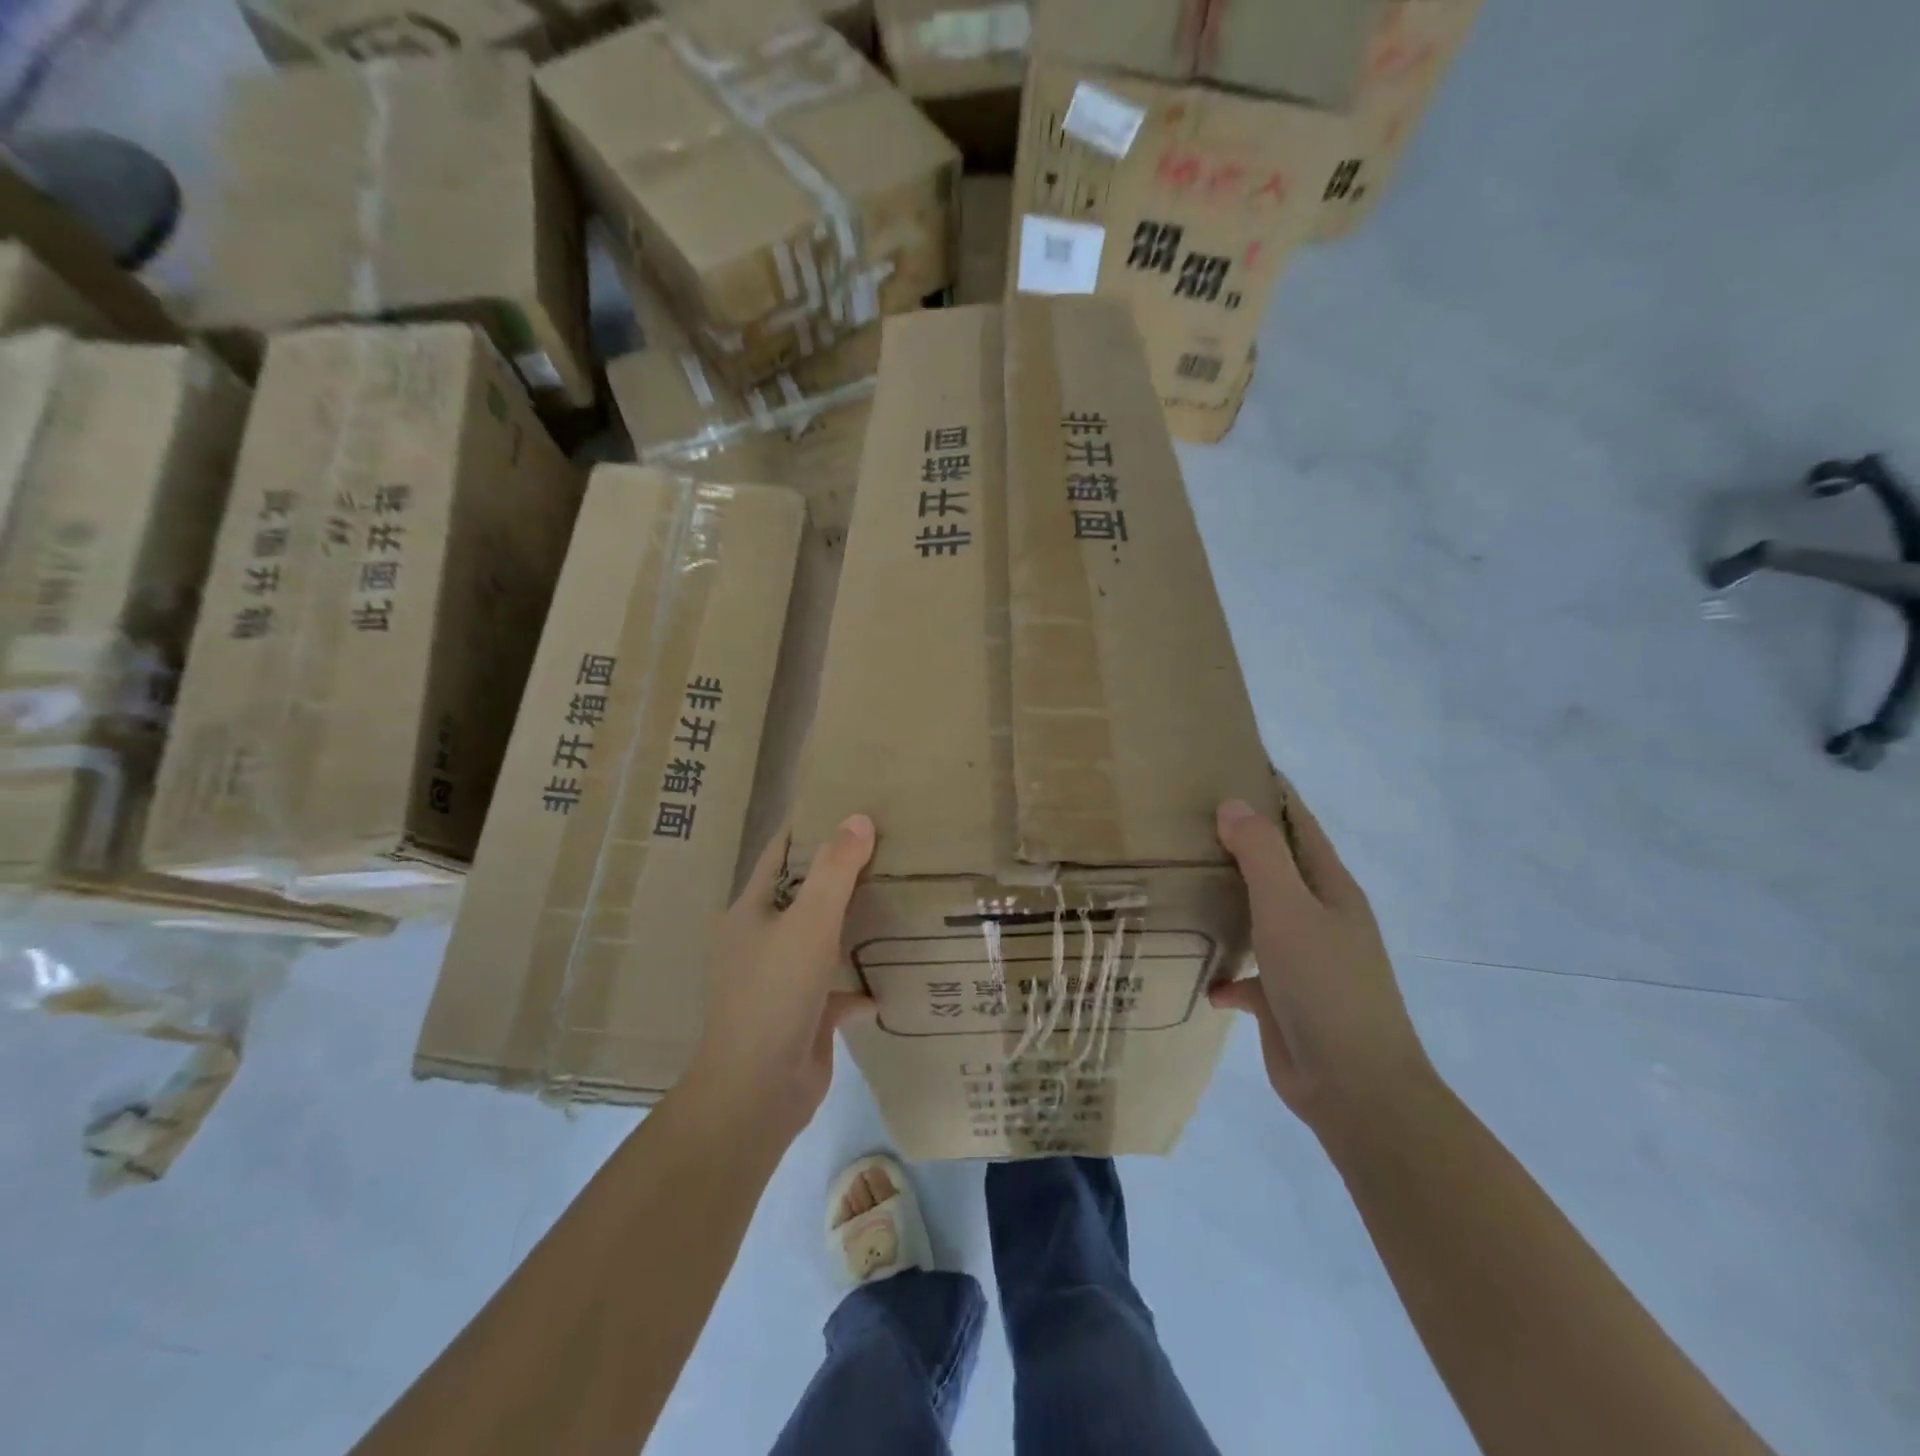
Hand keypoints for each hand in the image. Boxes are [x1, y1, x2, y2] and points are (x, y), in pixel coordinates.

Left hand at [686, 814, 876, 1140]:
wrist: (757, 1091)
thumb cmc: (774, 993)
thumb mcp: (808, 923)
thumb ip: (835, 870)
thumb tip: (858, 817)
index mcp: (752, 910)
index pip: (781, 853)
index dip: (810, 827)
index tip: (850, 805)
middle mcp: (763, 939)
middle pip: (806, 894)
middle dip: (843, 873)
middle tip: (892, 848)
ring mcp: (782, 979)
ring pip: (824, 939)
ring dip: (855, 925)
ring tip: (902, 898)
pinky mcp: (805, 1014)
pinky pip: (839, 986)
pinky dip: (863, 980)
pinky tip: (898, 972)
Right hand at [1208, 794, 1434, 1133]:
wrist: (1354, 1086)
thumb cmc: (1325, 985)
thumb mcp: (1289, 909)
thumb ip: (1261, 855)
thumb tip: (1232, 805)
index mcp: (1330, 890)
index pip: (1300, 826)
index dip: (1273, 795)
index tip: (1234, 768)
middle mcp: (1319, 918)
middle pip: (1276, 868)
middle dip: (1239, 846)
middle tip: (1186, 823)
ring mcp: (1303, 960)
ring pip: (1259, 917)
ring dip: (1229, 903)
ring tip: (1180, 884)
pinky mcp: (1284, 1000)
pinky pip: (1248, 975)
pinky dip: (1227, 971)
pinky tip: (1200, 976)